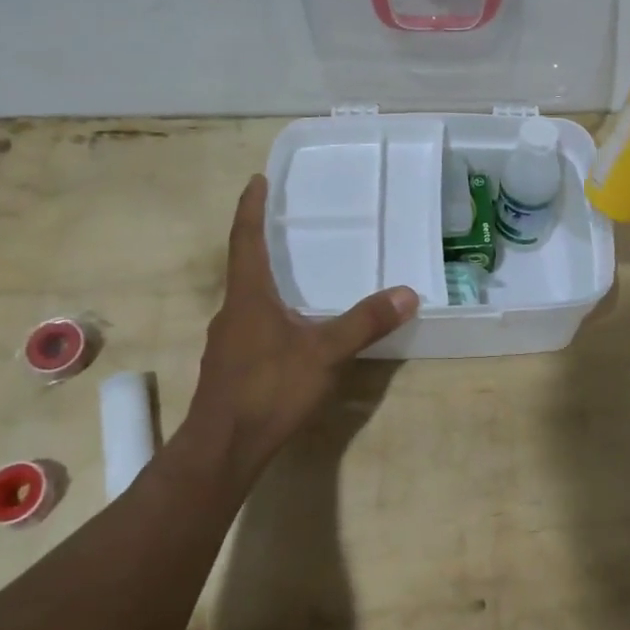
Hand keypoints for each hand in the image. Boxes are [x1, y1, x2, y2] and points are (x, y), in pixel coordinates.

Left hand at [180, 175, 418, 484]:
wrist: (222, 449)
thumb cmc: (268, 389)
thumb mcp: (324, 353)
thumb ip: (364, 322)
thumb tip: (407, 293)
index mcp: (248, 296)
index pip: (246, 239)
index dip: (251, 207)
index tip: (256, 179)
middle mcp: (232, 311)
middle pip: (244, 266)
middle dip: (261, 241)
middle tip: (285, 223)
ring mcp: (227, 342)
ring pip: (247, 299)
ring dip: (266, 281)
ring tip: (293, 275)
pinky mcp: (230, 368)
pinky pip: (251, 326)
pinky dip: (269, 313)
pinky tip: (289, 330)